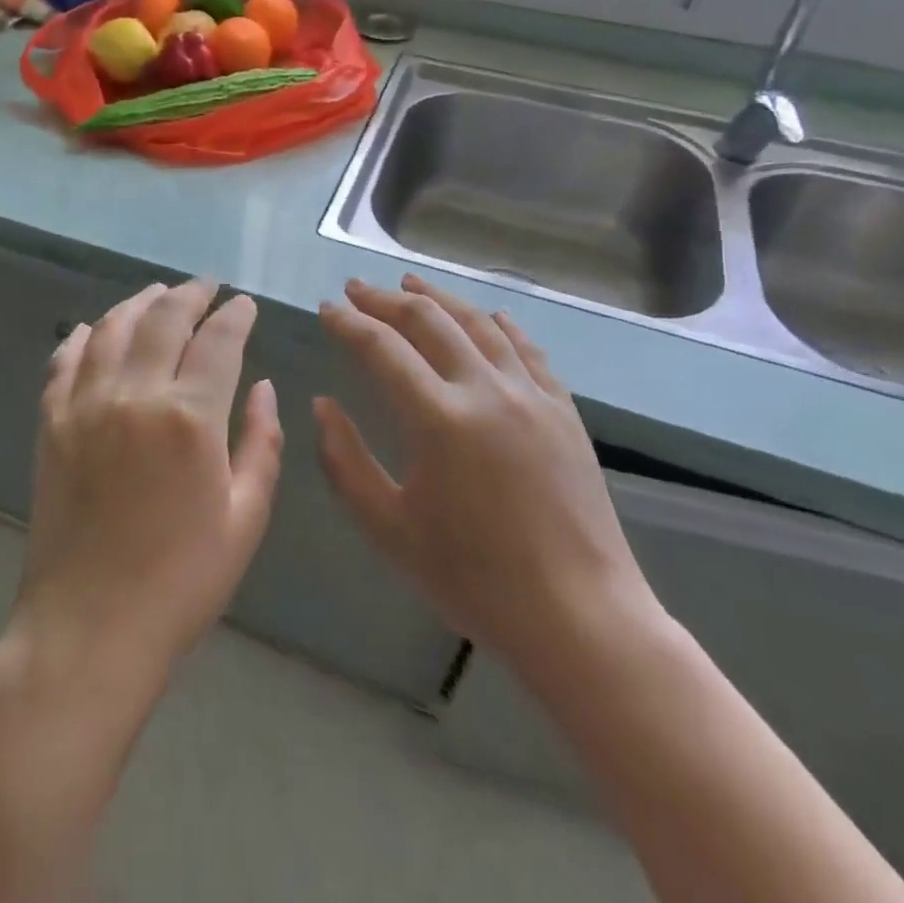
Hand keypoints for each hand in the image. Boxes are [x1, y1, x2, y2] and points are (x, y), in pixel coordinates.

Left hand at [12, 279, 284, 692]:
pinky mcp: (50, 423)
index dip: (235, 315)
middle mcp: (135, 394)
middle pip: (164, 318)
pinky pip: (65, 360)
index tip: (244, 304)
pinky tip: (97, 328)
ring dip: (139, 303)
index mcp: (190, 417)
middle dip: (190, 294)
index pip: (219, 340)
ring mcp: (85, 404)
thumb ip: (262, 444)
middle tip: (205, 287)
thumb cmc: (181, 581)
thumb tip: (264, 388)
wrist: (88, 627)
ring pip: (113, 328)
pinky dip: (85, 335)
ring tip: (158, 294)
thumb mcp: (245, 518)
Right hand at [316, 274, 657, 682]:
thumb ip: (345, 461)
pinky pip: (529, 351)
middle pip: (429, 322)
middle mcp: (486, 390)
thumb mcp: (388, 528)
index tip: (326, 308)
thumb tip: (323, 405)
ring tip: (411, 283)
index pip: (381, 348)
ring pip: (480, 324)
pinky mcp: (564, 412)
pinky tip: (490, 316)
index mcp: (438, 418)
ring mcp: (532, 396)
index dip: (348, 323)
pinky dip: (502, 326)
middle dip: (385, 299)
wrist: (580, 619)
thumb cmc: (474, 579)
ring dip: (440, 299)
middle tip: (357, 289)